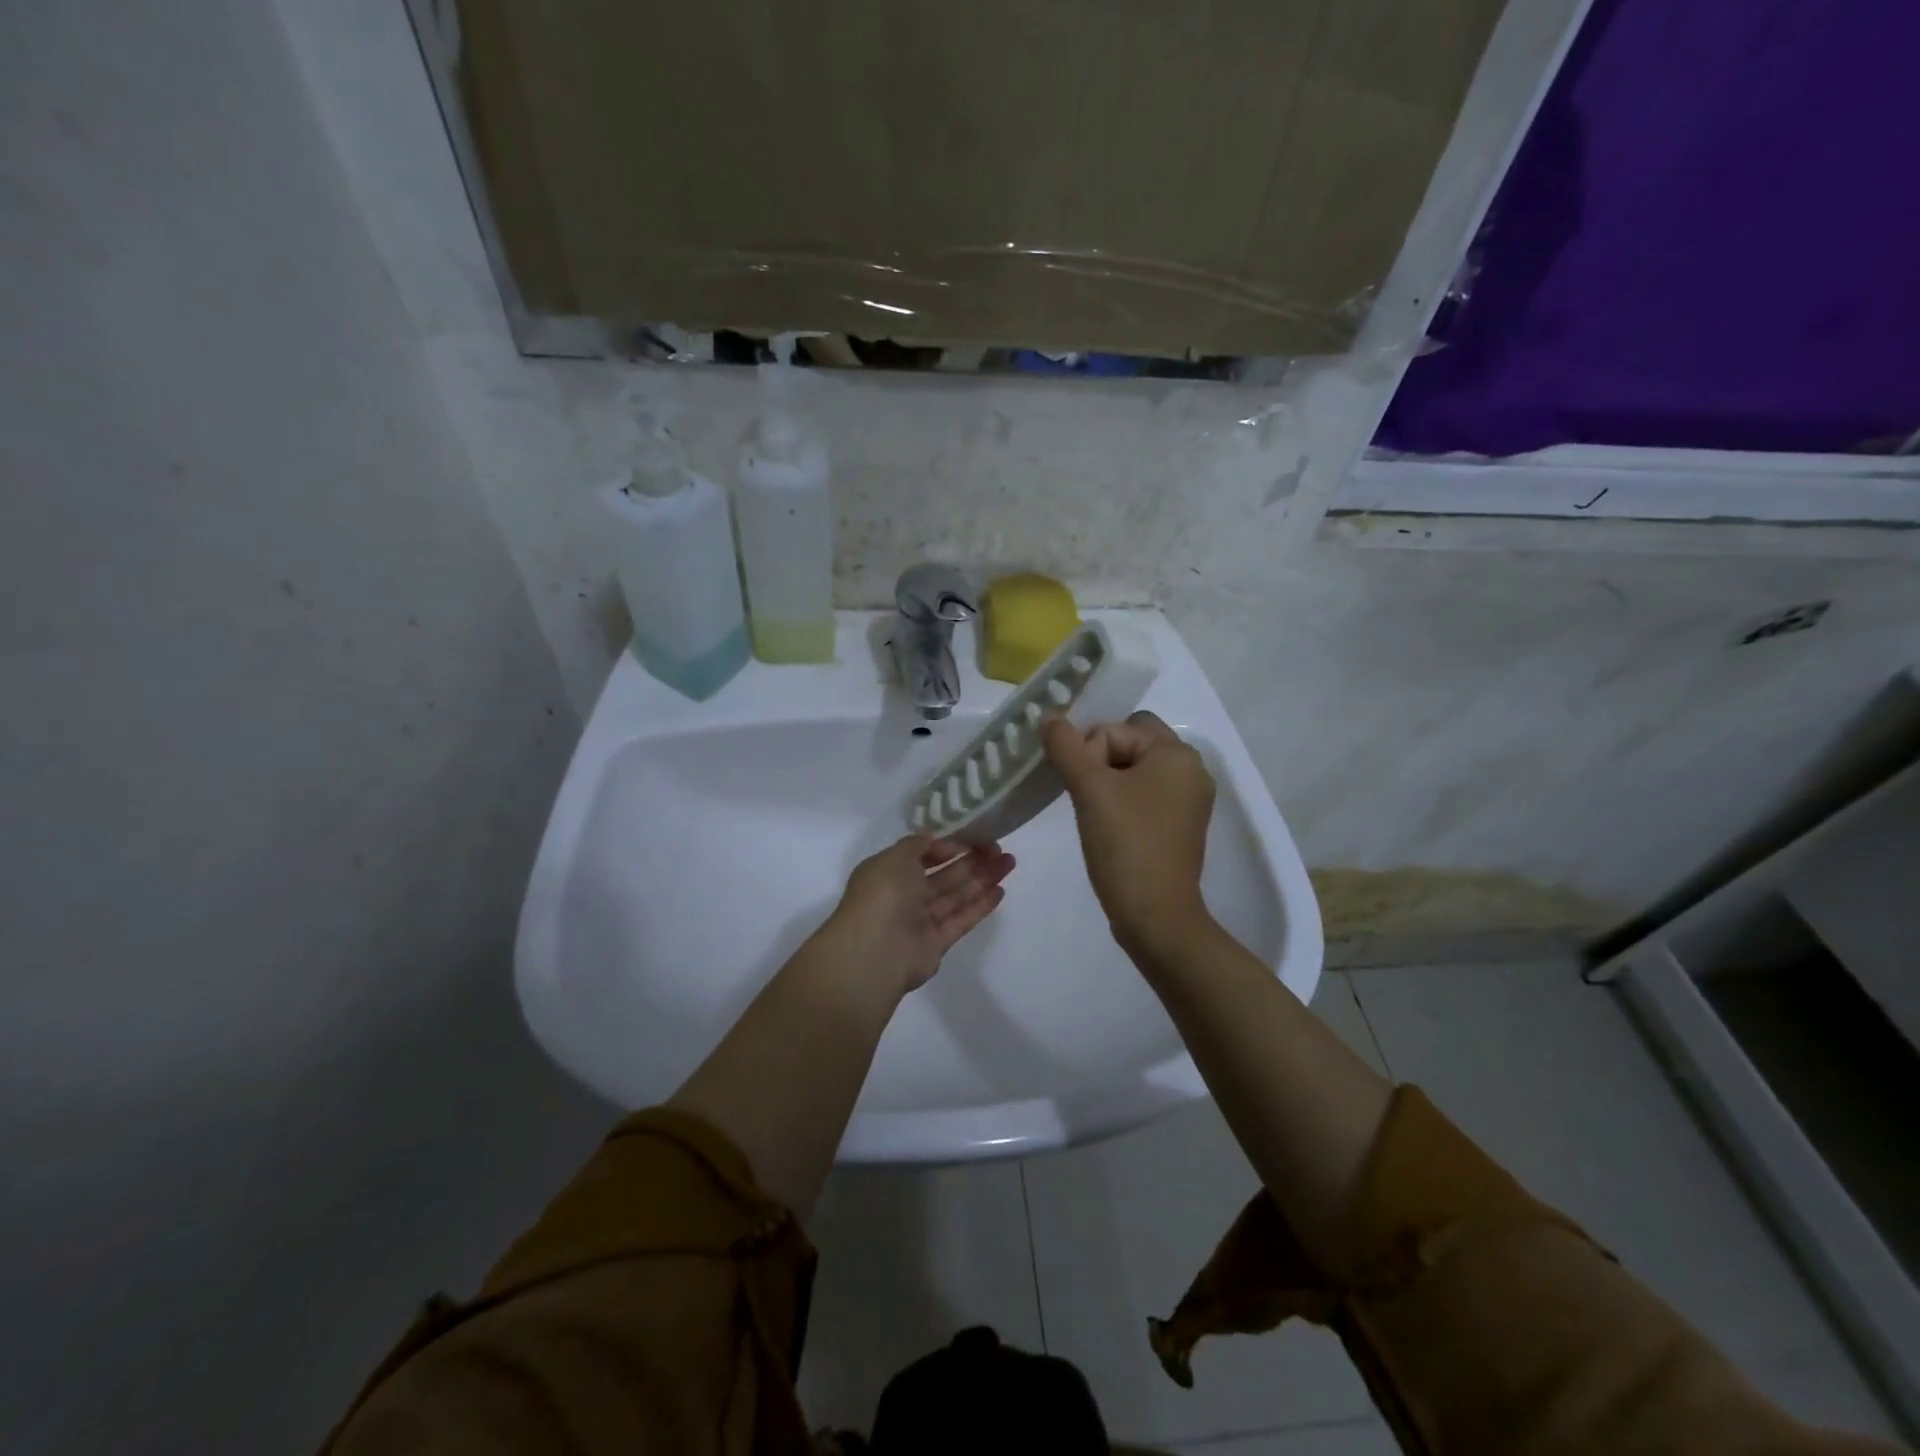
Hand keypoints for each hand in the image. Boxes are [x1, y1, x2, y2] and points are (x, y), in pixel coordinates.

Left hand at [817, 836, 1015, 996]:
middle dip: (972, 860)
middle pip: (945, 875)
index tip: (974, 838)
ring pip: (956, 895)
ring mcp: (921, 920)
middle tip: (1000, 849)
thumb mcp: (895, 857)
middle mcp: (904, 895)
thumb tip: (934, 838)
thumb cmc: (883, 895)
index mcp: (889, 872)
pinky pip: (962, 920)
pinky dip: (980, 906)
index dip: (949, 846)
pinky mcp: (937, 943)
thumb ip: (917, 844)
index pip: (923, 855)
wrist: (876, 952)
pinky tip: (1000, 891)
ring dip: (983, 879)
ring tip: (1009, 863)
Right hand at [1042, 711, 1215, 957]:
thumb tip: (1048, 716)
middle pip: (1130, 744)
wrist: (1155, 916)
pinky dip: (1122, 803)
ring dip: (1107, 784)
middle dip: (1099, 763)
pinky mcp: (1179, 827)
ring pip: (1135, 772)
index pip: (1119, 727)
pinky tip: (1107, 827)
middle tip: (1084, 796)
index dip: (1090, 750)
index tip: (1081, 786)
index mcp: (1177, 754)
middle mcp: (1191, 771)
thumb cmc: (1125, 844)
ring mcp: (1188, 801)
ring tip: (1093, 813)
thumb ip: (1066, 746)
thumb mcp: (1090, 789)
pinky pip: (1145, 797)